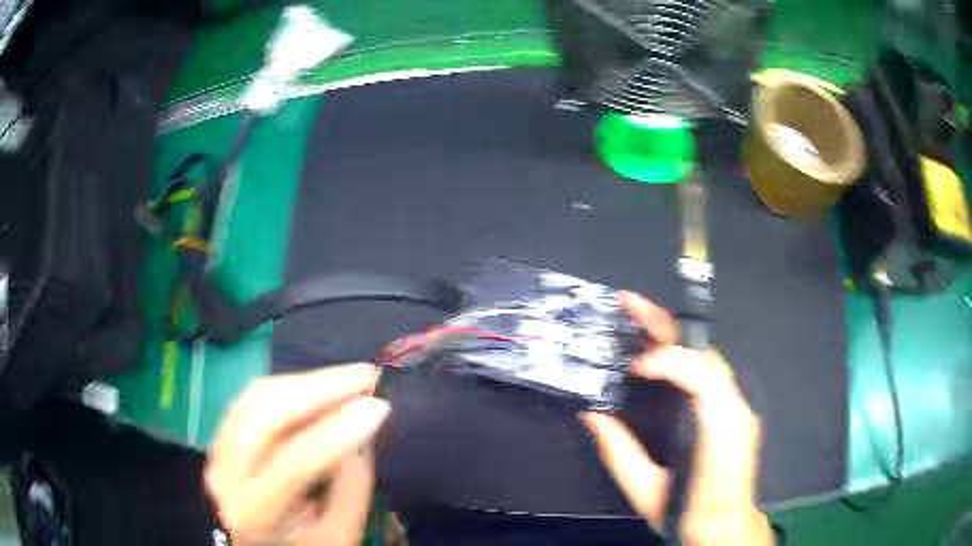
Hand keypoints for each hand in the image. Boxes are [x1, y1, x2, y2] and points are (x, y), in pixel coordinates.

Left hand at [205, 364, 389, 545]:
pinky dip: (285, 386)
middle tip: (364, 376)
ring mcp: (217, 452)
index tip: (378, 407)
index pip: (295, 463)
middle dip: (318, 390)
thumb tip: (360, 430)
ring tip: (347, 377)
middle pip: (265, 419)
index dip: (337, 431)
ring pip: (255, 399)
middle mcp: (226, 477)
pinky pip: (250, 399)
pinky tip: (315, 385)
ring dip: (304, 382)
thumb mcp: (339, 535)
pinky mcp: (220, 437)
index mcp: (255, 513)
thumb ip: (351, 488)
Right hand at [582, 292, 773, 545]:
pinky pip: (708, 372)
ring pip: (706, 357)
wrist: (725, 527)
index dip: (667, 360)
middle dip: (665, 324)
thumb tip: (593, 416)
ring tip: (637, 322)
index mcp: (718, 430)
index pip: (700, 374)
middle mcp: (735, 410)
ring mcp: (739, 407)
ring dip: (671, 337)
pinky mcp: (735, 410)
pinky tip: (658, 355)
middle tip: (629, 303)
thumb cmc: (688, 513)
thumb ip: (620, 454)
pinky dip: (681, 357)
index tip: (634, 366)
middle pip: (704, 352)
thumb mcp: (647, 492)